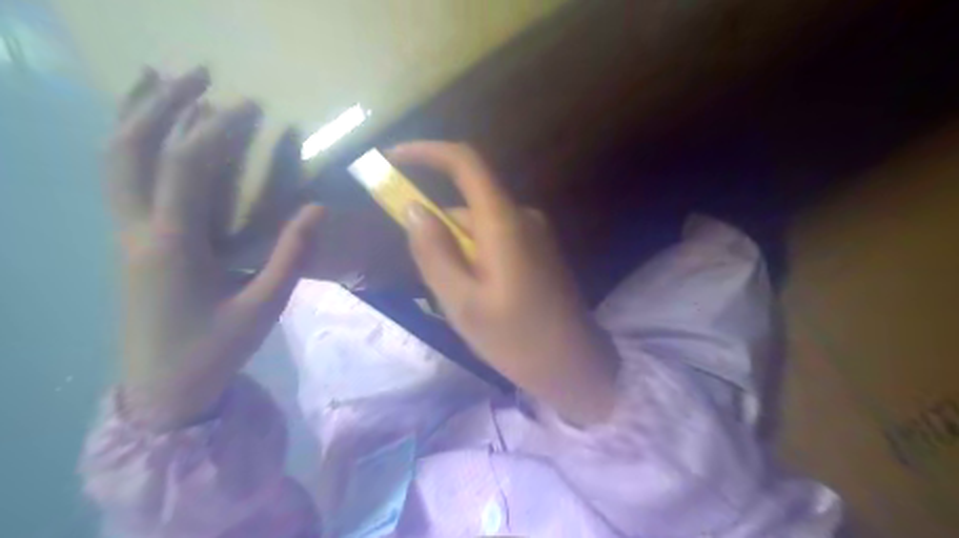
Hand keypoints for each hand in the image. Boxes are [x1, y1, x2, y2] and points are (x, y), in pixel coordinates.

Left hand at [106, 67, 320, 428]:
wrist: (161, 390)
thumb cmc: (215, 349)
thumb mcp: (263, 306)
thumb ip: (291, 255)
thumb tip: (317, 208)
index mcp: (172, 244)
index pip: (185, 165)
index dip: (214, 127)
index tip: (248, 105)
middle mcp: (137, 229)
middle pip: (131, 147)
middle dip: (160, 102)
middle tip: (198, 73)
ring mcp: (126, 233)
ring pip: (114, 159)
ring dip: (136, 114)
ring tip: (160, 79)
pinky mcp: (131, 241)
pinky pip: (122, 179)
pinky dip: (133, 143)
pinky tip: (151, 131)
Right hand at [387, 141, 614, 423]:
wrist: (575, 366)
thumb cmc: (518, 340)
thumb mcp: (462, 303)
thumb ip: (434, 251)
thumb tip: (413, 208)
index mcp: (504, 222)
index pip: (465, 162)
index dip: (426, 152)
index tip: (392, 160)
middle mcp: (523, 217)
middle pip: (467, 202)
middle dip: (438, 229)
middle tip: (432, 281)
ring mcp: (535, 234)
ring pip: (479, 226)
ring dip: (457, 251)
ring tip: (459, 301)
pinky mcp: (539, 251)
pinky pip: (495, 240)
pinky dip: (475, 258)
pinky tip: (480, 299)